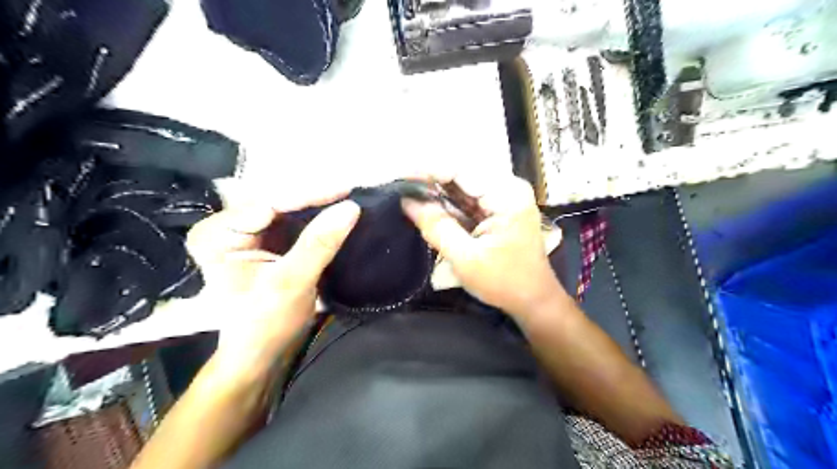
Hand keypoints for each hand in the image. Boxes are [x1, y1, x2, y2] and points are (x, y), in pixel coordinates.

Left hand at [185, 198, 358, 377]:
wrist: (262, 356)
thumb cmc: (265, 325)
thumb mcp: (292, 282)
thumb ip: (319, 244)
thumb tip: (351, 207)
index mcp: (217, 234)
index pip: (268, 204)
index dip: (310, 197)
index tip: (347, 192)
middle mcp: (230, 226)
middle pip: (279, 202)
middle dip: (317, 199)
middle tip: (355, 191)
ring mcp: (250, 234)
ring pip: (290, 210)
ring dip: (321, 207)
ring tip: (353, 199)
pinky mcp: (270, 243)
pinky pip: (297, 223)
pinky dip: (319, 220)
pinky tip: (341, 214)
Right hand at [402, 175, 565, 319]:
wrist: (533, 300)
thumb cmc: (504, 282)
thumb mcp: (466, 258)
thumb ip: (437, 226)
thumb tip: (407, 201)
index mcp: (506, 195)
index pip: (460, 170)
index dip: (427, 171)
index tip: (399, 178)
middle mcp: (506, 188)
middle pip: (461, 175)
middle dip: (429, 181)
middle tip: (400, 189)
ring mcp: (503, 197)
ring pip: (461, 186)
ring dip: (436, 192)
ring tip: (407, 196)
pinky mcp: (497, 208)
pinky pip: (466, 199)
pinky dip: (447, 204)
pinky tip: (427, 207)